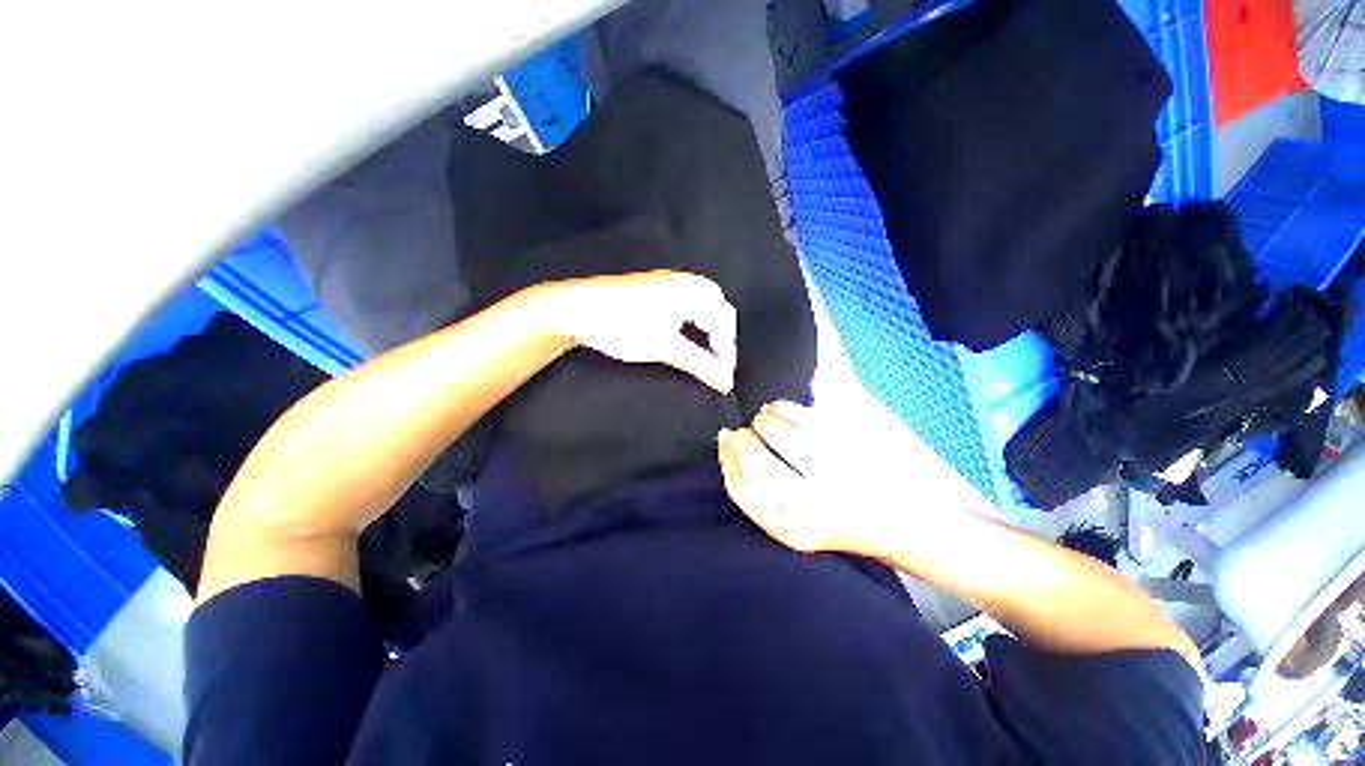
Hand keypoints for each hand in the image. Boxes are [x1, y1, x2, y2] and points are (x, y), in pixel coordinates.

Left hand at [529, 270, 737, 392]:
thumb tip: (725, 383)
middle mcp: (684, 281)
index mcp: (690, 293)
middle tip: (717, 361)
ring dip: (710, 325)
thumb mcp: (663, 348)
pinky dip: (697, 315)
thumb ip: (698, 364)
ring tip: (705, 349)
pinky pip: (690, 296)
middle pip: (719, 307)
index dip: (727, 352)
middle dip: (722, 336)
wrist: (577, 307)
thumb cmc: (620, 326)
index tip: (723, 377)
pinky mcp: (656, 284)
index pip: (723, 323)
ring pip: (705, 300)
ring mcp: (669, 280)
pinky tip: (687, 330)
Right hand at [718, 400, 944, 559]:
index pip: (739, 487)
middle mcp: (809, 504)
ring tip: (765, 419)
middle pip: (752, 458)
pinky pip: (801, 416)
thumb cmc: (845, 520)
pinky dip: (783, 407)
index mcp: (791, 529)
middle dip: (740, 437)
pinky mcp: (849, 443)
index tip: (725, 440)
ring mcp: (832, 471)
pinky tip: (781, 410)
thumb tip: (726, 439)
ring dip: (762, 419)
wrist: (909, 520)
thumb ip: (759, 492)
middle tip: (744, 430)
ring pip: (774, 431)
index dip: (726, 458)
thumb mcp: (797, 524)